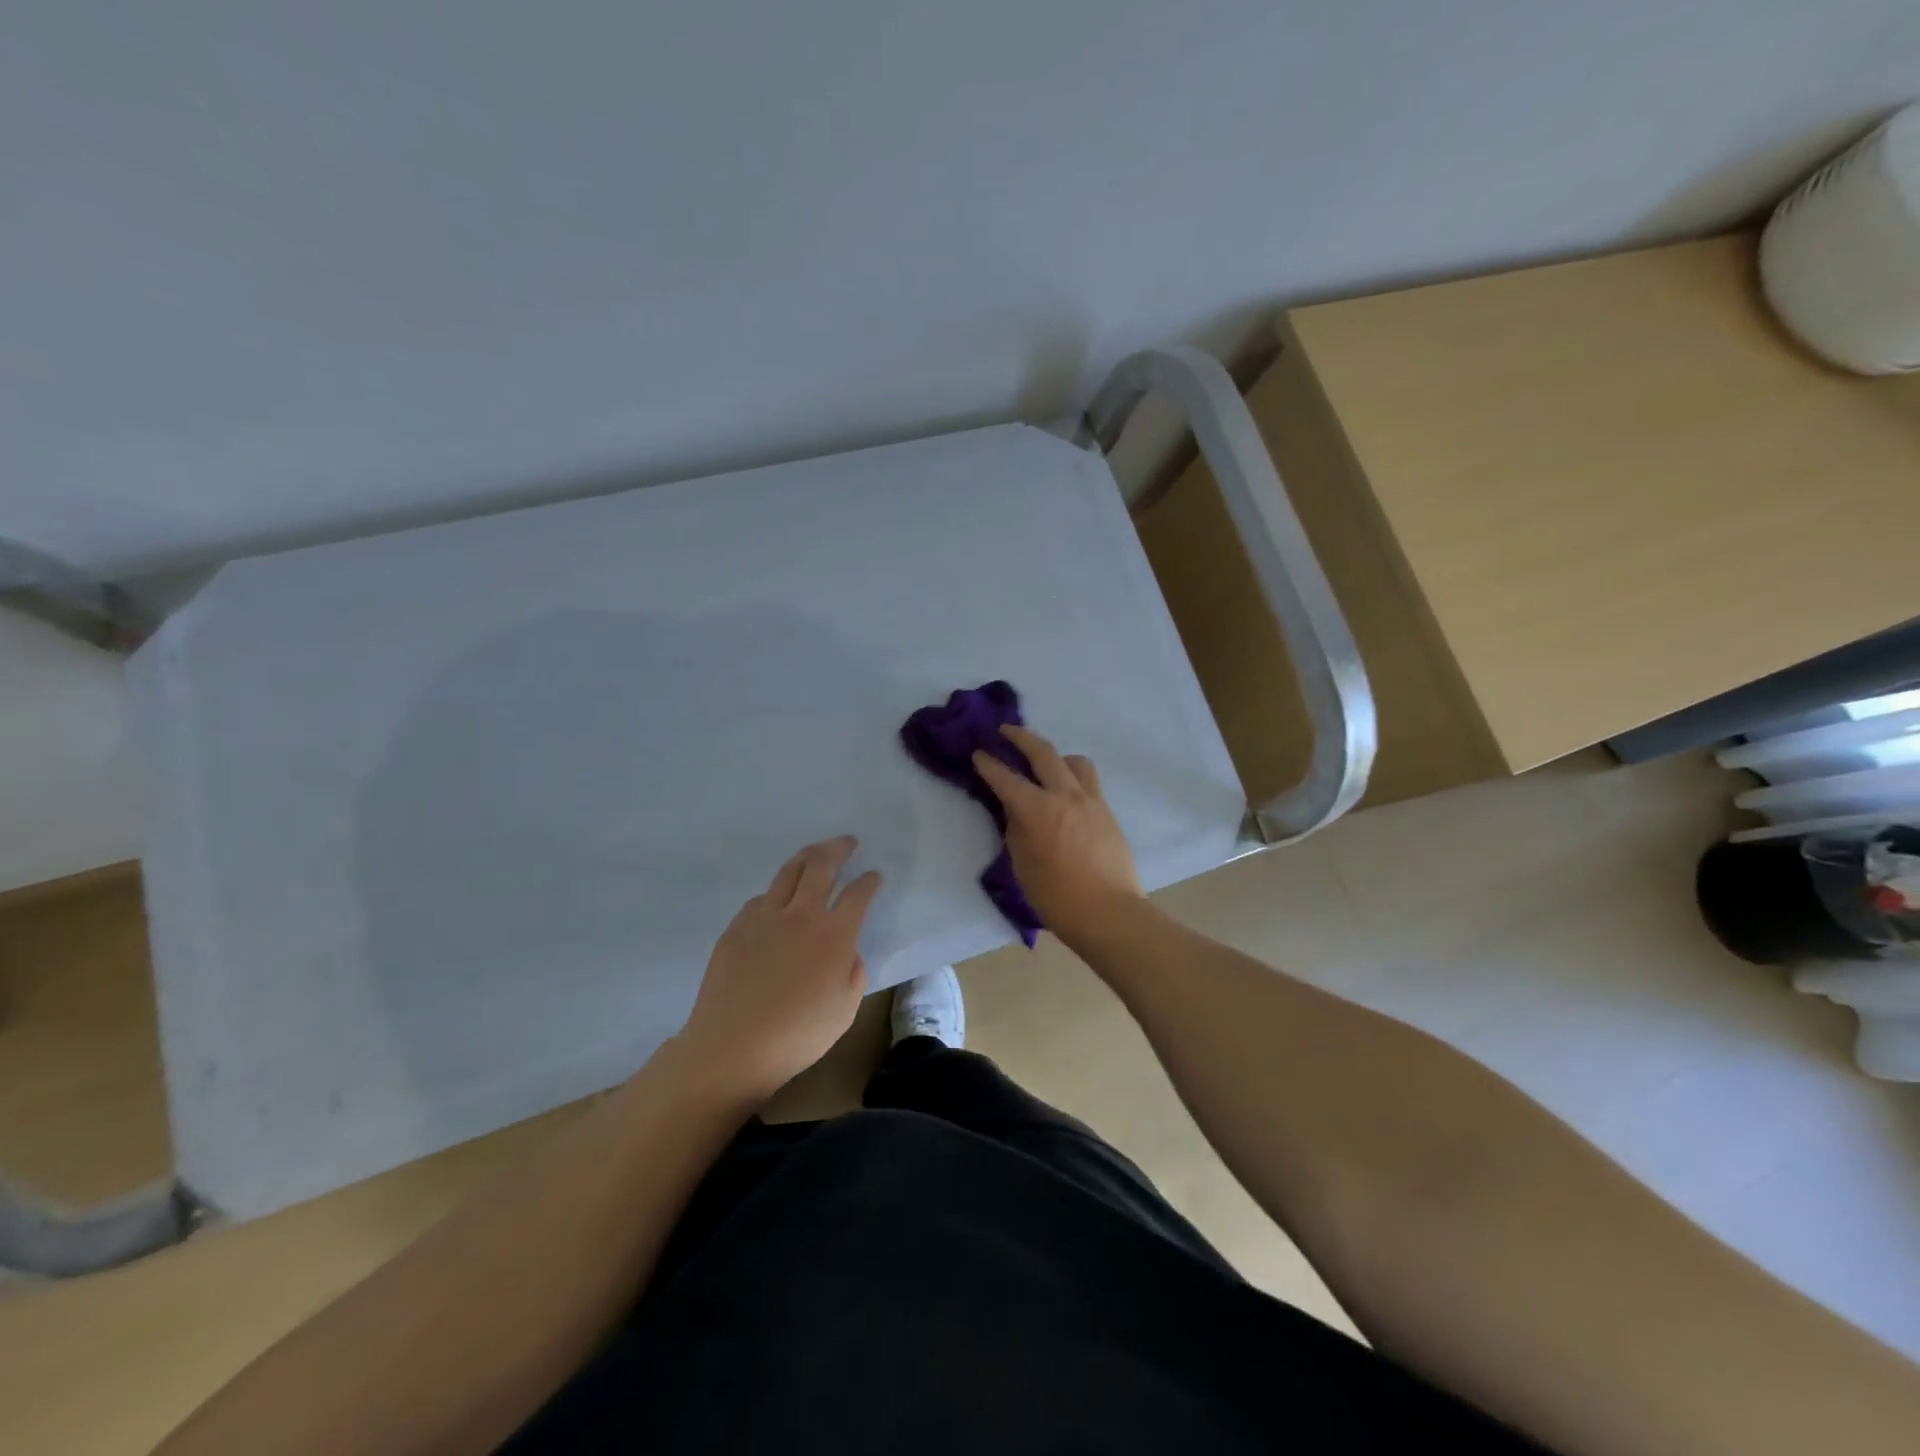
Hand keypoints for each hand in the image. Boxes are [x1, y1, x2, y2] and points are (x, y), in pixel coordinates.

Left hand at [678, 836, 880, 1103]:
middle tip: (848, 842)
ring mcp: (765, 917)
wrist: (732, 1047)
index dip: (870, 881)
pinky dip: (778, 890)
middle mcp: (802, 915)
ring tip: (815, 852)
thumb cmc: (797, 1035)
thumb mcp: (845, 1010)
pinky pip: (762, 897)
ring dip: (807, 856)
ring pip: (789, 871)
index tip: (875, 876)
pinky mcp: (737, 926)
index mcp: (834, 935)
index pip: (858, 894)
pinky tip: (779, 899)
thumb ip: (854, 974)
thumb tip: (848, 952)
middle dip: (839, 849)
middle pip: (822, 866)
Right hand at [972, 725, 1144, 948]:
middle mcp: (1065, 795)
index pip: (1006, 778)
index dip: (988, 764)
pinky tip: (1066, 793)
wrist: (1109, 913)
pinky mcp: (1107, 811)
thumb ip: (1016, 829)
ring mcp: (1091, 800)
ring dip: (1055, 755)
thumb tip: (1016, 811)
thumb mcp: (1022, 864)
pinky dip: (1073, 776)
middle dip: (1021, 737)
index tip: (978, 754)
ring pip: (1074, 761)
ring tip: (1044, 764)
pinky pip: (1088, 781)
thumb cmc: (1056, 897)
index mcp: (1038, 810)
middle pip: (1043, 752)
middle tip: (1006, 731)